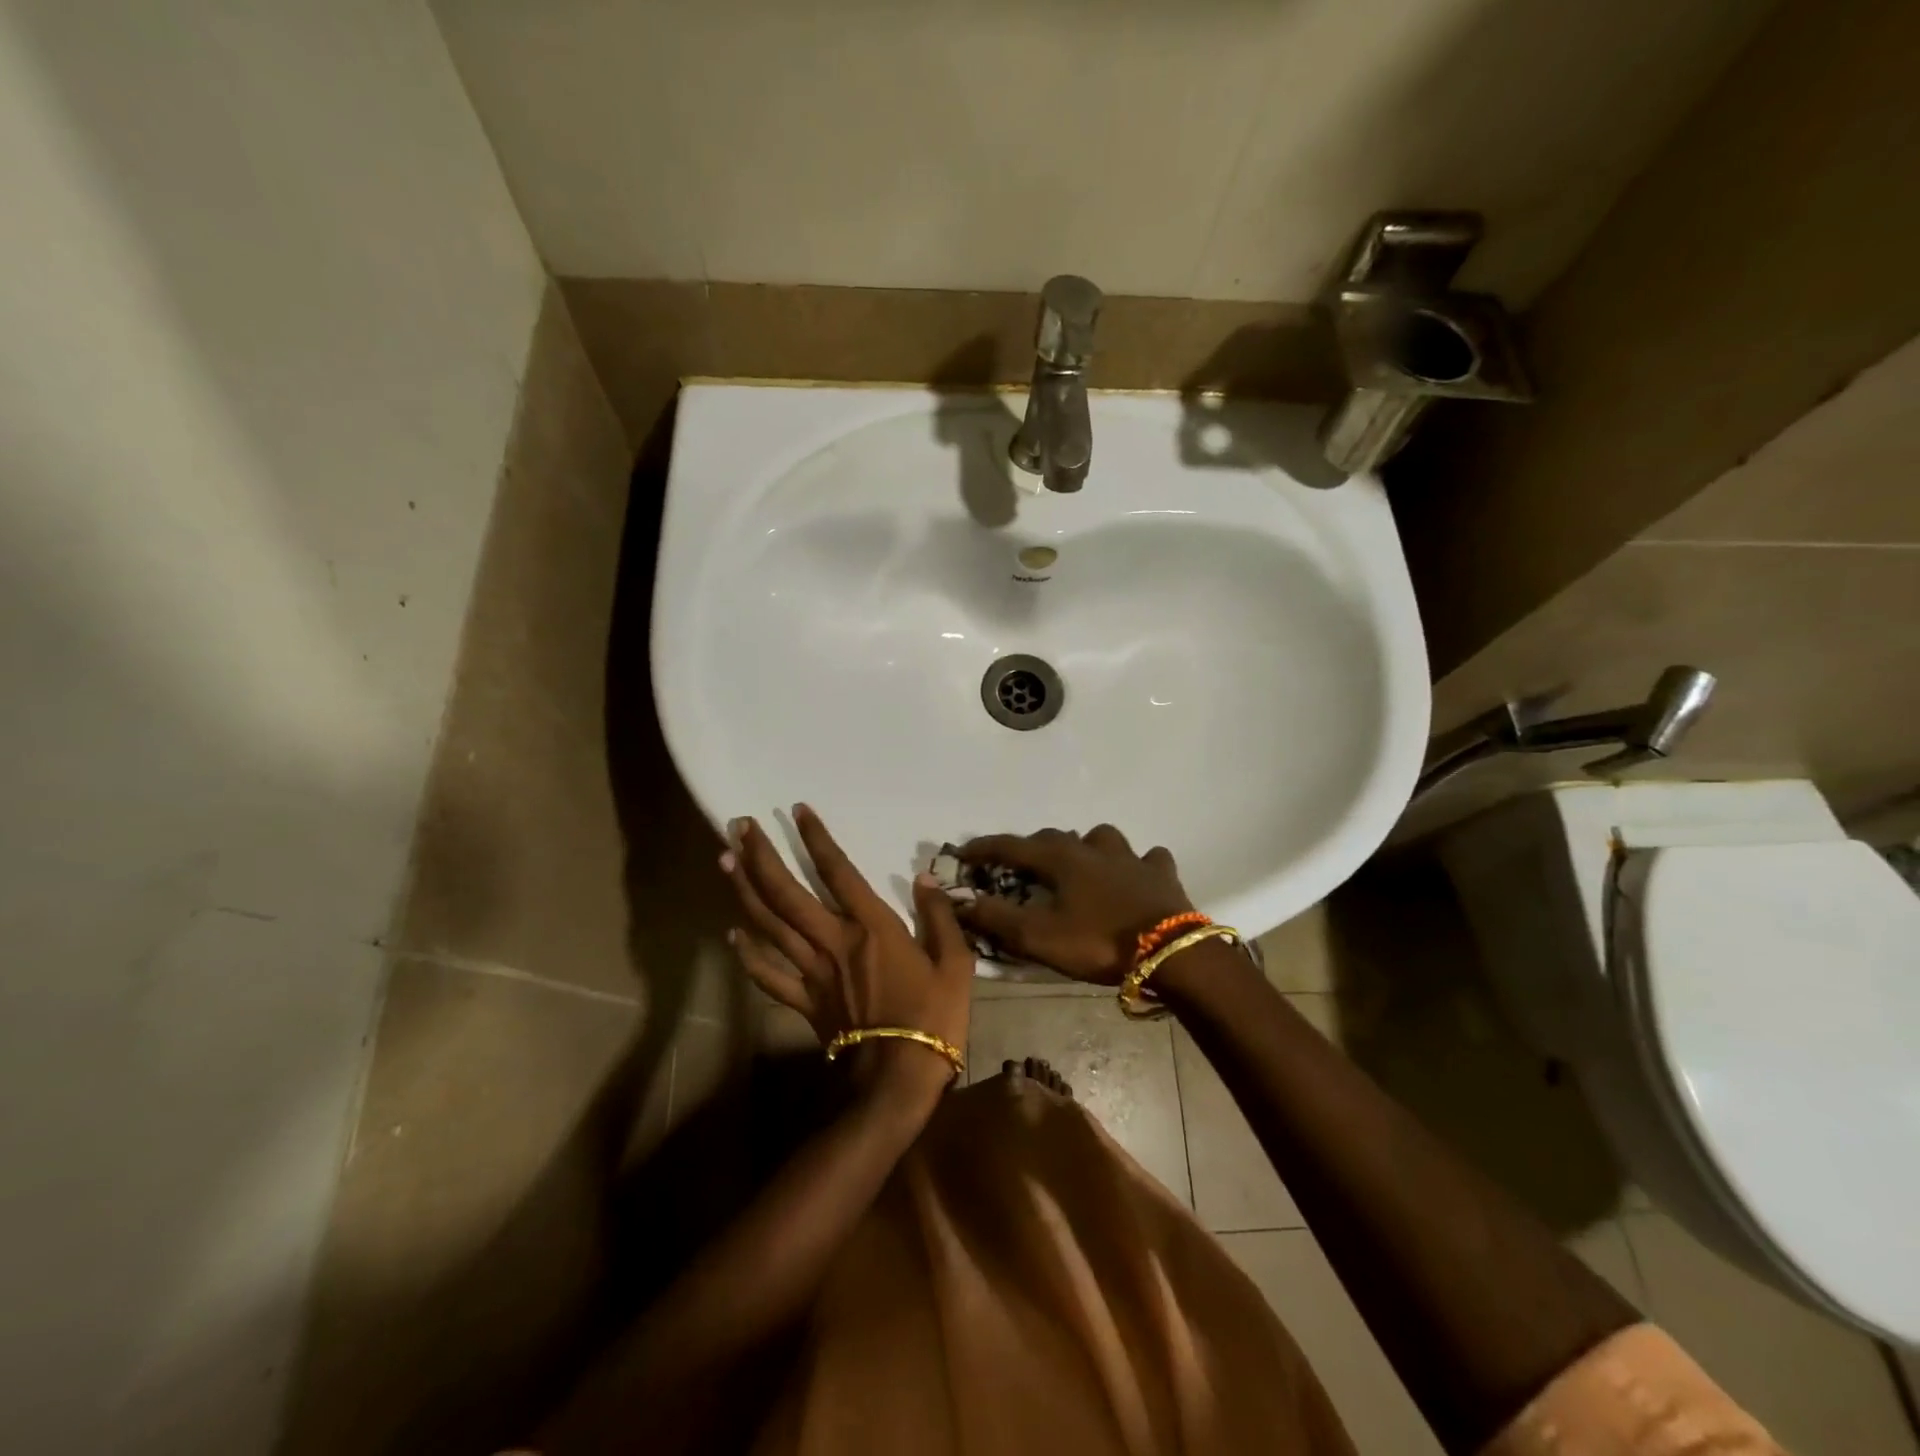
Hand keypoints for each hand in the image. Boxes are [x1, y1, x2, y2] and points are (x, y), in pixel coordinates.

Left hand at [723, 805, 973, 1096]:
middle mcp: (833, 941)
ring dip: (745, 891)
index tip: (797, 810)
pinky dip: (747, 955)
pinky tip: (731, 934)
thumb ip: (939, 915)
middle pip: (787, 893)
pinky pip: (768, 976)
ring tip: (725, 860)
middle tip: (739, 825)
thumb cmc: (934, 1016)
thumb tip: (924, 877)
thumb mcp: (955, 962)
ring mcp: (813, 972)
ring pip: (770, 925)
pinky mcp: (804, 1001)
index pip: (838, 871)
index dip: (816, 838)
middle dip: (761, 856)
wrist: (900, 1078)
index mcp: (871, 927)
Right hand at [954, 825, 1195, 983]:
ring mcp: (1131, 857)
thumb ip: (996, 918)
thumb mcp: (1039, 937)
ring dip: (1083, 847)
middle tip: (1019, 868)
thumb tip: (959, 901)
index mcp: (1061, 859)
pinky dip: (1135, 863)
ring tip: (1078, 867)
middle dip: (1031, 849)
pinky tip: (1133, 875)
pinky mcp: (1161, 874)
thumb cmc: (1099, 942)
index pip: (1011, 846)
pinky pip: (1147, 858)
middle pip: (1053, 838)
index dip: (984, 848)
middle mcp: (1093, 848)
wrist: (1171, 954)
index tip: (962, 853)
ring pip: (1100, 839)